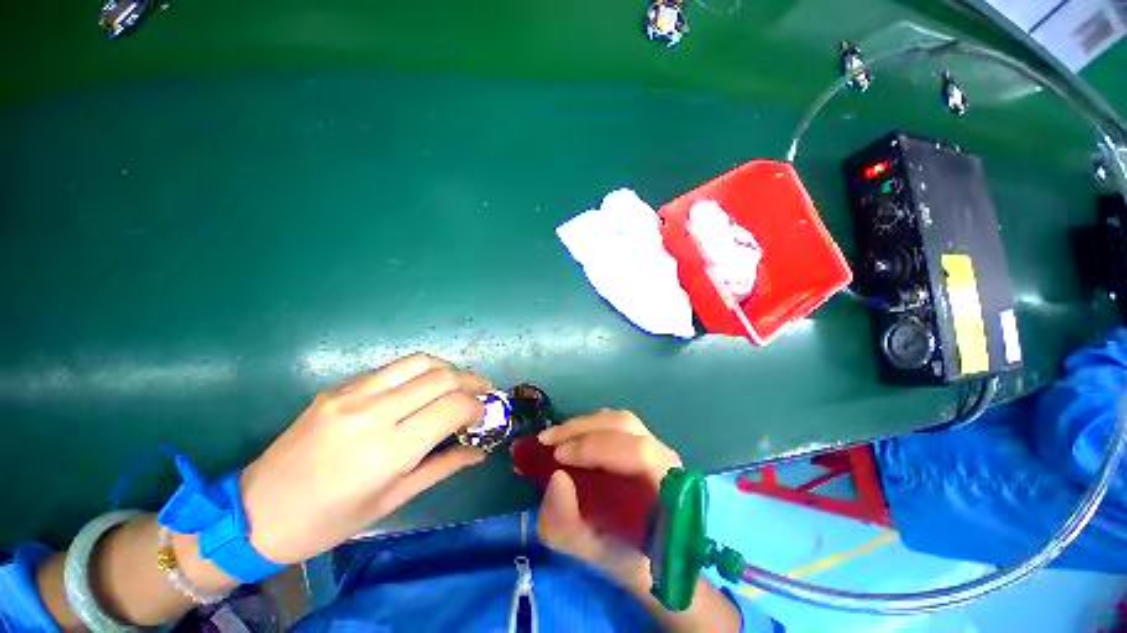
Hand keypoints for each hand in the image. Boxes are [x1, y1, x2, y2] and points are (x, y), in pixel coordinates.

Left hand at [238, 354, 489, 564]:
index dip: (476, 407)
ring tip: (458, 383)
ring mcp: (351, 395)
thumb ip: (442, 468)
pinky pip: (391, 369)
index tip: (483, 414)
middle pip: (441, 377)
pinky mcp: (337, 388)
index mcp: (387, 452)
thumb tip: (479, 451)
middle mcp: (372, 414)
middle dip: (471, 381)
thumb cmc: (327, 521)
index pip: (451, 408)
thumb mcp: (392, 502)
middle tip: (481, 392)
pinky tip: (421, 388)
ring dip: (448, 369)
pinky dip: (418, 373)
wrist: (255, 513)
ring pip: (419, 362)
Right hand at [533, 410, 680, 579]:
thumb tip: (557, 478)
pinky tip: (569, 437)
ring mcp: (656, 444)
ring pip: (618, 420)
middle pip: (624, 426)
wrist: (647, 556)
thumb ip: (567, 524)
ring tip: (554, 437)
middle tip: (546, 441)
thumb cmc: (623, 557)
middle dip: (581, 430)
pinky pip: (614, 422)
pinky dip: (588, 425)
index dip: (596, 448)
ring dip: (582, 425)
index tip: (558, 457)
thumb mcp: (588, 552)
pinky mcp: (642, 438)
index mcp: (667, 490)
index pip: (638, 453)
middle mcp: (665, 458)